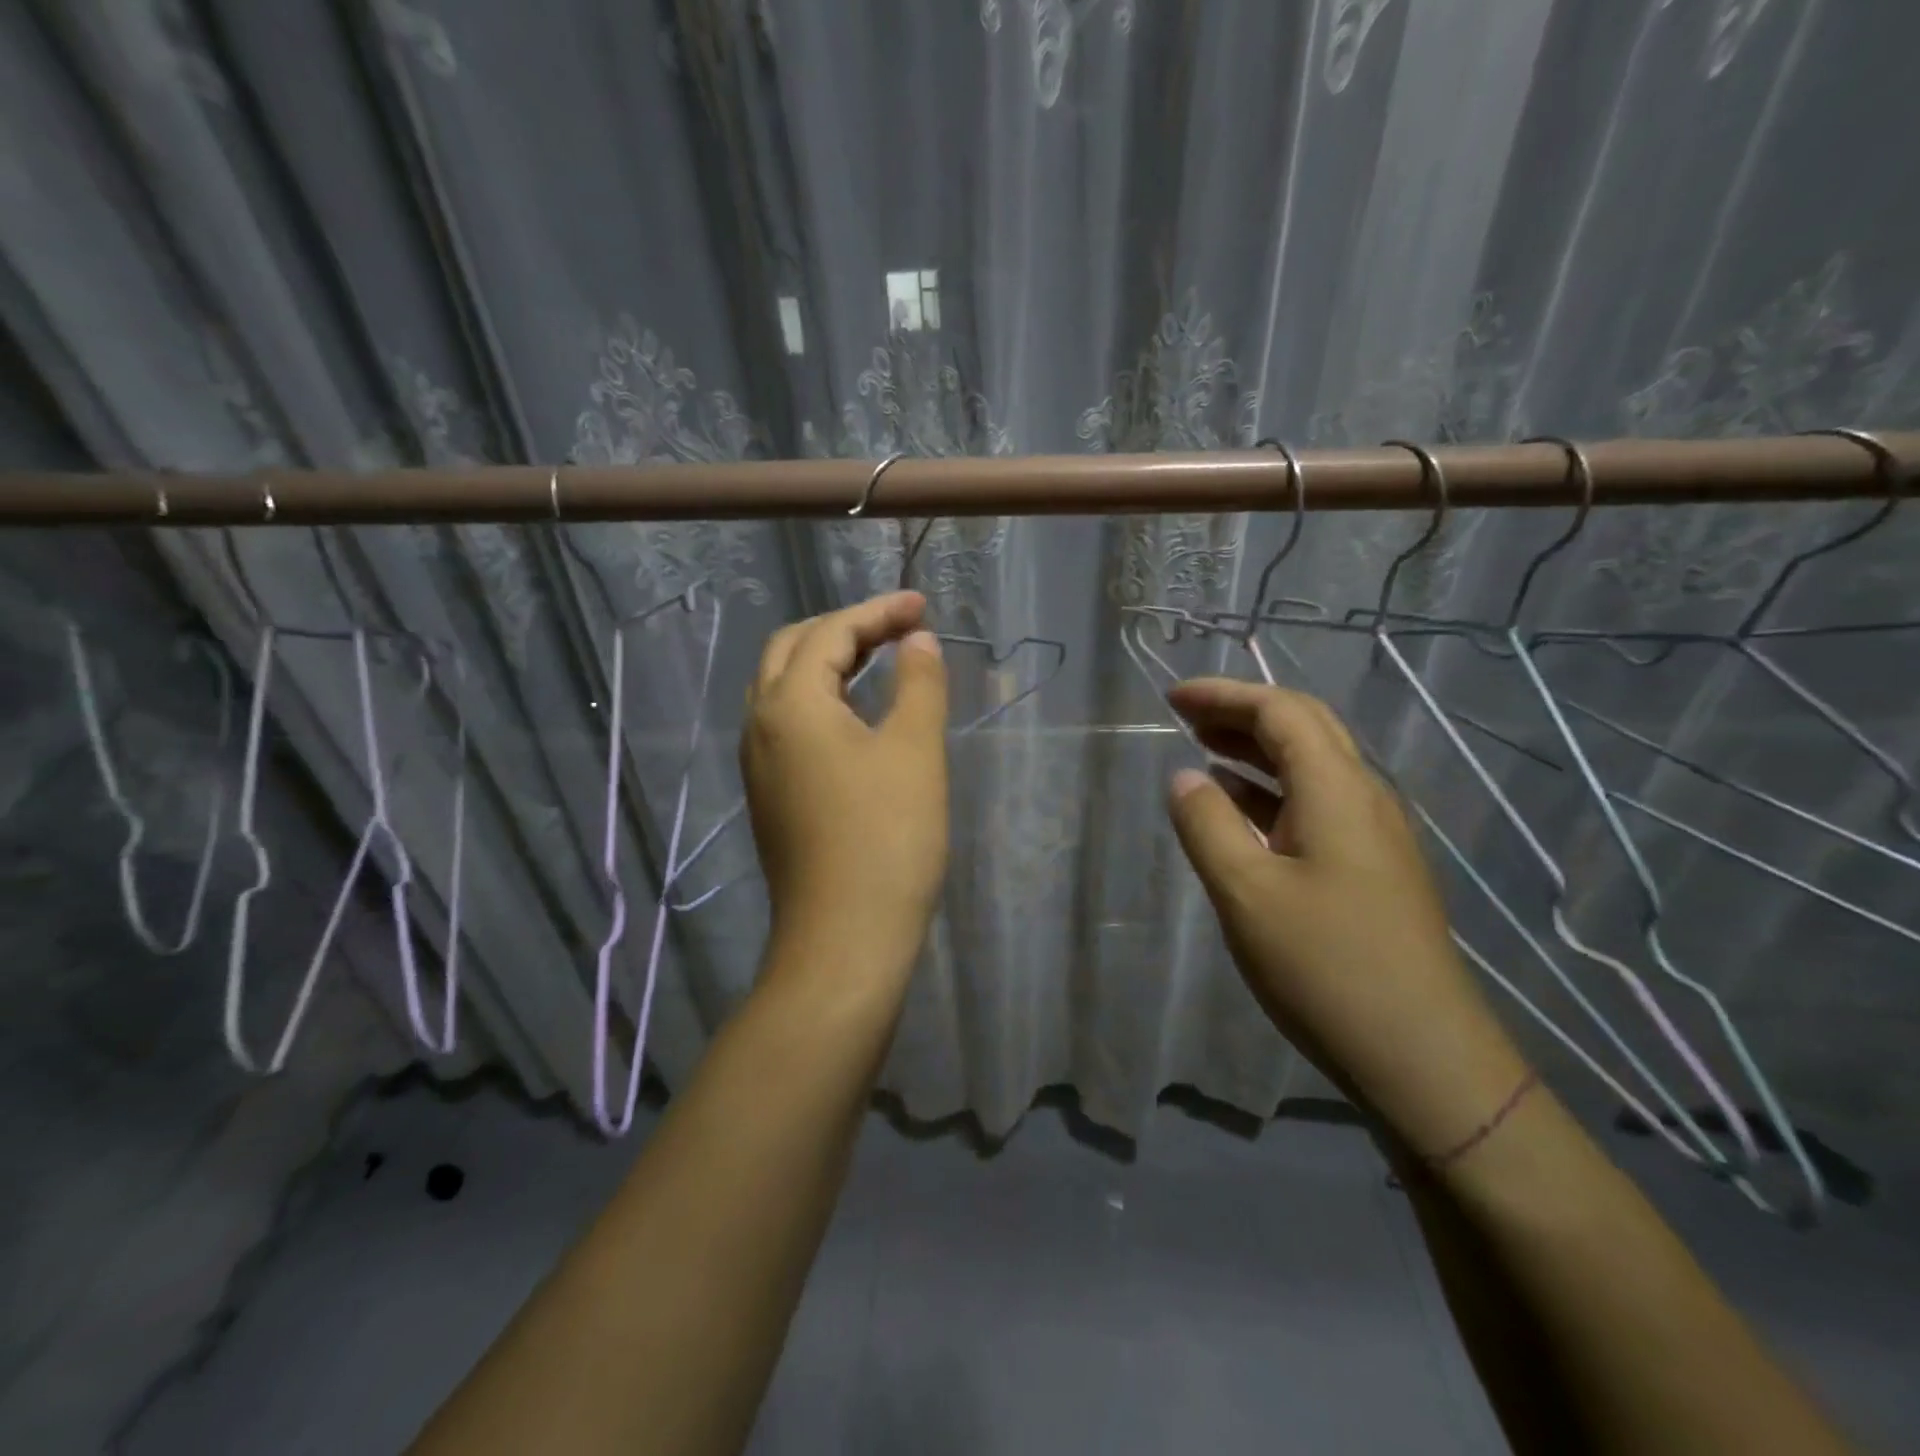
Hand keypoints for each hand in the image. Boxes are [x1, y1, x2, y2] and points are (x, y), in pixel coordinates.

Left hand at [743, 592, 948, 984]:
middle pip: (791, 650)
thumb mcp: (914, 751)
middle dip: (844, 628)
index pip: (829, 633)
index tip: (922, 605)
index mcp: (790, 704)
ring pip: (782, 688)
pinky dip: (819, 699)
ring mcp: (758, 764)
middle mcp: (760, 725)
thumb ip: (918, 683)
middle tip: (897, 627)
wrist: (845, 938)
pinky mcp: (769, 796)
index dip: (877, 611)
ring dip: (827, 662)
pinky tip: (855, 716)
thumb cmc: (887, 838)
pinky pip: (786, 724)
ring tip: (879, 660)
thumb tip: (916, 640)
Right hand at [1164, 677, 1529, 1156]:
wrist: (1422, 1056)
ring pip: (1311, 767)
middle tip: (1185, 716)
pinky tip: (1240, 810)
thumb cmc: (1327, 967)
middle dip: (1241, 713)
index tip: (1172, 697)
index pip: (1281, 711)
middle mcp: (1364, 798)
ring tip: (1202, 750)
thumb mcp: (1246, 893)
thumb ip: (1207, 826)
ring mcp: (1374, 836)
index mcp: (1338, 790)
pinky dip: (1269, 792)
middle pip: (1304, 729)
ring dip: (1255, 750)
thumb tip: (1183, 777)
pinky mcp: (1372, 870)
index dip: (1225, 695)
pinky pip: (1315, 806)